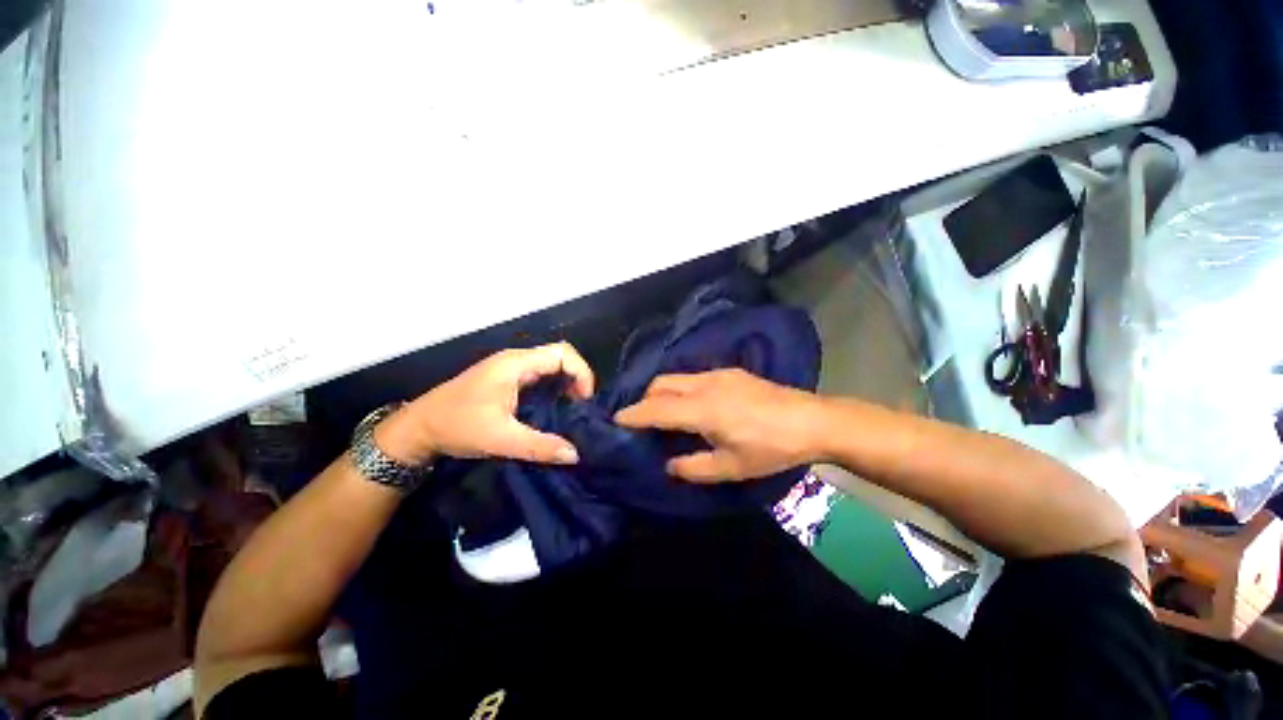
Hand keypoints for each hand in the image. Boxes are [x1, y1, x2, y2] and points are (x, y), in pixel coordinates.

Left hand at [375, 342, 594, 465]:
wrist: (417, 429)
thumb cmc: (457, 426)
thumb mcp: (500, 439)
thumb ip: (540, 446)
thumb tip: (575, 454)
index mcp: (516, 364)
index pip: (563, 353)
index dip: (581, 373)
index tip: (584, 401)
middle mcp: (517, 360)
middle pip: (560, 356)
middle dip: (578, 378)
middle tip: (582, 407)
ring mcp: (511, 369)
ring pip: (551, 366)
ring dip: (567, 384)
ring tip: (573, 410)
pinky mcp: (507, 380)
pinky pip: (541, 377)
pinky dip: (554, 389)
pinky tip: (555, 410)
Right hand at [614, 369, 824, 482]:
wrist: (812, 421)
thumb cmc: (771, 448)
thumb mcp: (732, 467)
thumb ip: (694, 467)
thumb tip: (669, 464)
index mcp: (702, 409)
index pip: (656, 409)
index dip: (633, 414)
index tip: (616, 419)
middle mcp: (705, 385)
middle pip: (661, 384)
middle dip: (645, 399)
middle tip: (642, 420)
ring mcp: (719, 374)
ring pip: (677, 377)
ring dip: (663, 392)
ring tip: (665, 412)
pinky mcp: (731, 372)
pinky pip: (694, 377)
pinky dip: (681, 388)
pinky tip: (693, 404)